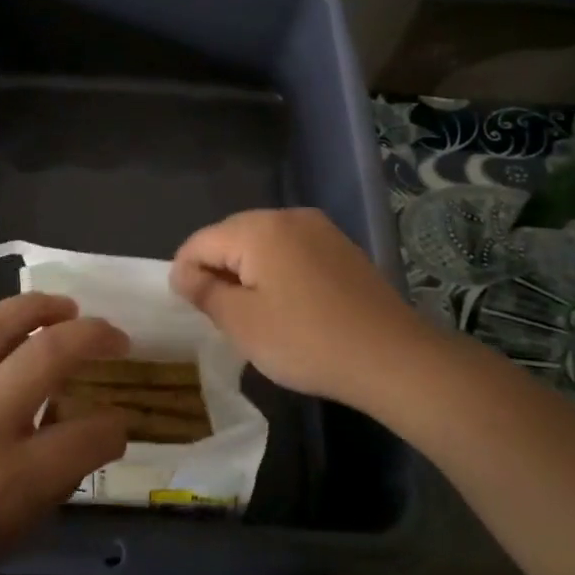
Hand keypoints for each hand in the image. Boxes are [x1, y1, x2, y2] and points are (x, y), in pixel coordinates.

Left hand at [0, 294, 128, 574]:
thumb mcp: (6, 540)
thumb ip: (50, 485)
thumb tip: (80, 437)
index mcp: (7, 481)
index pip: (87, 437)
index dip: (116, 428)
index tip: (118, 424)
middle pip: (50, 356)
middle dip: (96, 338)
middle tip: (115, 339)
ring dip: (39, 307)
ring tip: (66, 307)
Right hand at [171, 208, 445, 414]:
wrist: (392, 358)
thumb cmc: (307, 341)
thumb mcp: (243, 323)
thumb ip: (205, 292)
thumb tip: (182, 273)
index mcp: (259, 229)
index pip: (201, 241)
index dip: (185, 273)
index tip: (189, 310)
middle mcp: (288, 216)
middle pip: (232, 236)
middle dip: (217, 270)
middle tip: (218, 315)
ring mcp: (320, 229)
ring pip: (263, 244)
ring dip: (248, 272)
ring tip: (251, 314)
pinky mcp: (341, 248)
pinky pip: (292, 251)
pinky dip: (278, 273)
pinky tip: (287, 306)